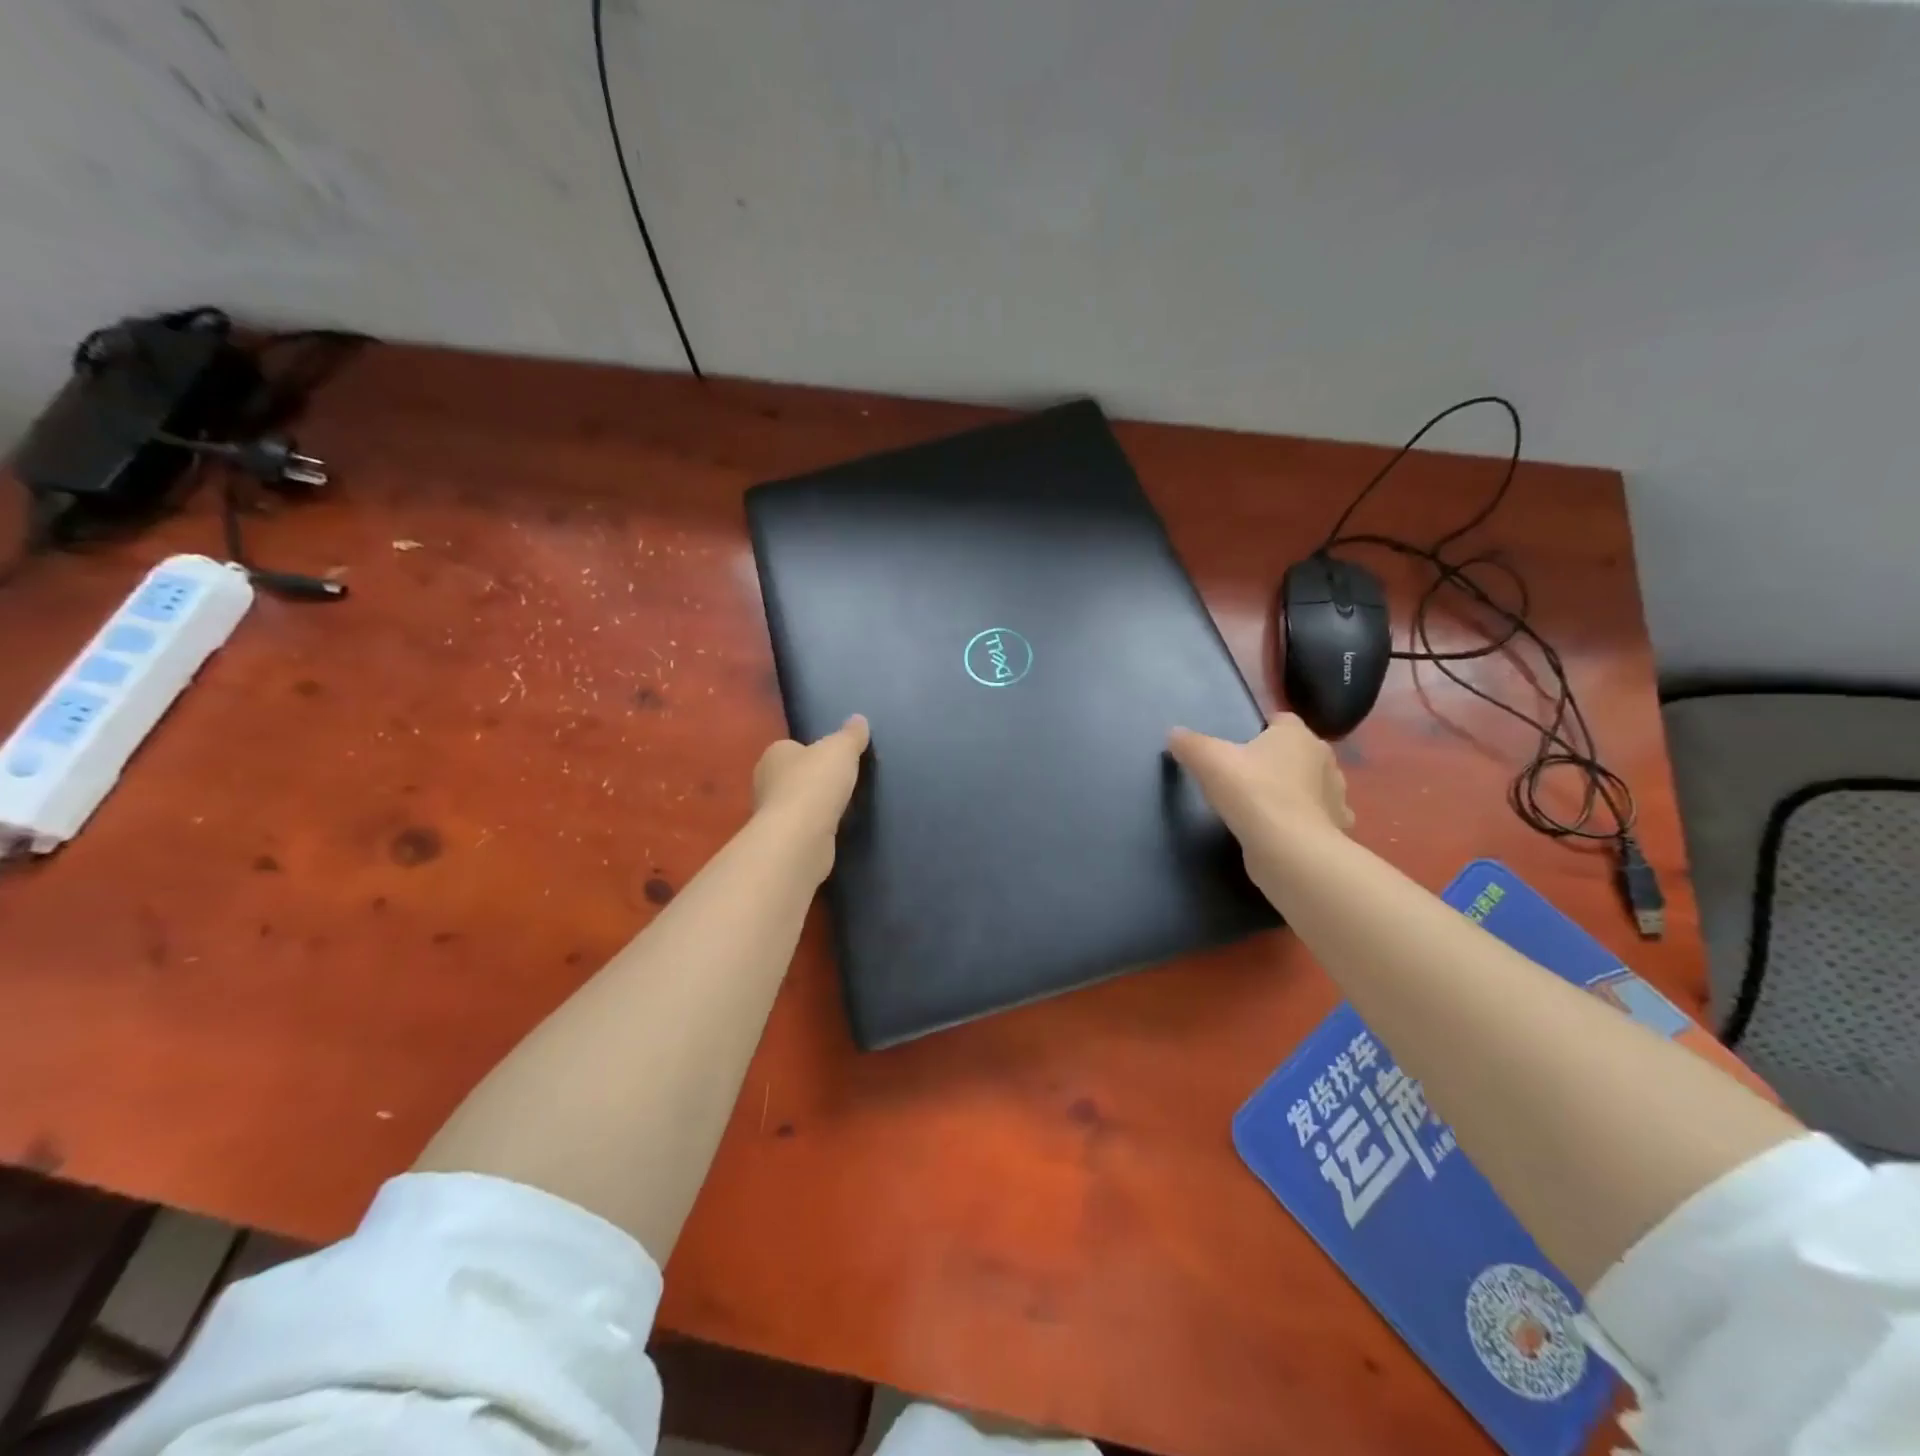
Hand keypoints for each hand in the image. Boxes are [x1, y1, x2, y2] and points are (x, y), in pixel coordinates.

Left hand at [751, 715, 869, 875]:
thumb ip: (851, 735)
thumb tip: (859, 719)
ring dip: (814, 806)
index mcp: (774, 754)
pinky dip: (815, 827)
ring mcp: (770, 814)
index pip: (792, 747)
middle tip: (841, 782)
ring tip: (841, 807)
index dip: (812, 752)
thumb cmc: (815, 782)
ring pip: (796, 803)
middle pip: (792, 775)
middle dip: (813, 779)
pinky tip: (832, 829)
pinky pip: (801, 827)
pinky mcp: (781, 840)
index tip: (834, 760)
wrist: (800, 836)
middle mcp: (765, 782)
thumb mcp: (841, 749)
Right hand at [1168, 714, 1352, 899]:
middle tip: (1246, 775)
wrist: (1289, 849)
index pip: (1281, 720)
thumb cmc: (1251, 792)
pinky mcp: (1336, 829)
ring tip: (1263, 804)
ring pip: (1312, 784)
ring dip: (1295, 790)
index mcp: (1297, 735)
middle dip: (1278, 759)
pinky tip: (1282, 830)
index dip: (1261, 728)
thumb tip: (1174, 734)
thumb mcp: (1208, 761)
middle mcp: (1324, 759)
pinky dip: (1303, 820)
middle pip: (1298, 752)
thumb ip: (1189, 744)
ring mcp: (1336, 796)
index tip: (1240, 743)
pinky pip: (1318, 817)